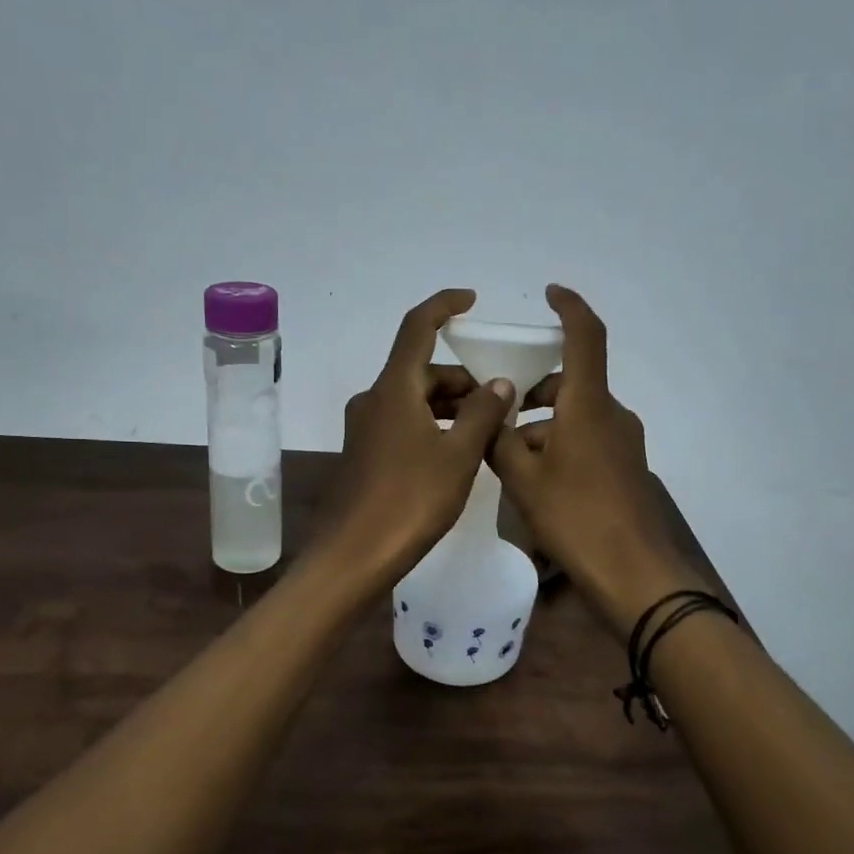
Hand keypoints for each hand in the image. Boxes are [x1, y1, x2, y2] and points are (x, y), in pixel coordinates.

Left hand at [320, 289, 515, 582]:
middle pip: (421, 369)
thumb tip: (499, 383)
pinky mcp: (364, 453)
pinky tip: (456, 453)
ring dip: (449, 406)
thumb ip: (482, 413)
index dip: (443, 306)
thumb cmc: (410, 500)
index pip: (417, 328)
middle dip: (462, 379)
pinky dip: (431, 425)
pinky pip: (403, 423)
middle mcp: (374, 399)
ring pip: (413, 399)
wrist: (354, 555)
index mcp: (394, 389)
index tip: (471, 299)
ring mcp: (365, 428)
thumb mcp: (458, 455)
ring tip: (486, 431)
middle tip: (500, 402)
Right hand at [488, 286, 698, 631]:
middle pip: (571, 385)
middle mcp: (612, 414)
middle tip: (498, 420)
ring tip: (510, 464)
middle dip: (534, 396)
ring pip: (576, 417)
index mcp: (589, 404)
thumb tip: (494, 418)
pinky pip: (589, 441)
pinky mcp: (627, 468)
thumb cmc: (575, 517)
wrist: (634, 574)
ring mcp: (624, 442)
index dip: (569, 308)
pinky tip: (538, 484)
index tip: (550, 293)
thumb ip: (500, 442)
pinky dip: (561, 447)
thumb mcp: (523, 479)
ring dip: (544, 428)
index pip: (585, 337)